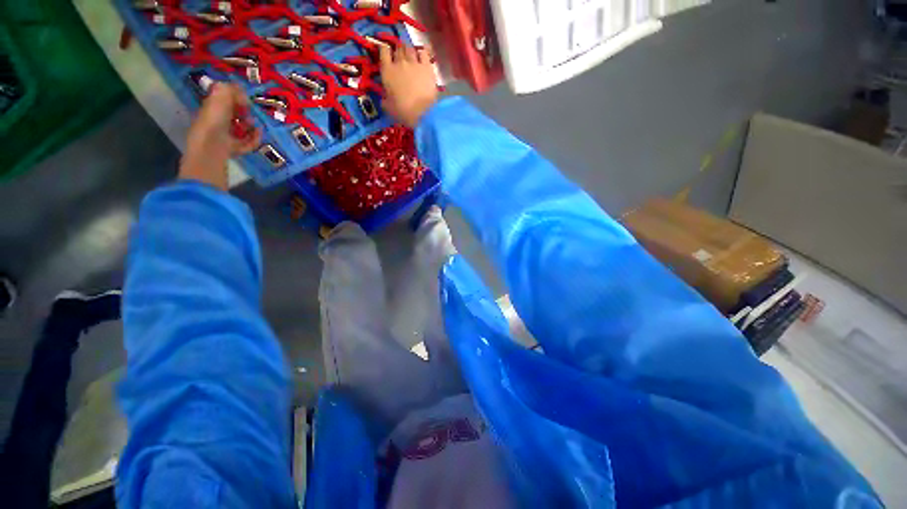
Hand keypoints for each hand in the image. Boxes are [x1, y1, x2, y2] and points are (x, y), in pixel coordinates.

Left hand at [179, 83, 260, 190]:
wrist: (212, 147)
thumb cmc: (214, 121)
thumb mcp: (219, 98)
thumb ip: (228, 90)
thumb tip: (239, 89)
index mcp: (210, 110)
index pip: (222, 102)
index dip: (234, 99)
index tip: (244, 99)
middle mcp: (216, 124)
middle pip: (232, 116)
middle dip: (243, 113)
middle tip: (250, 113)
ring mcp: (225, 138)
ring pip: (240, 130)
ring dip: (250, 127)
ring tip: (255, 125)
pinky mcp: (234, 149)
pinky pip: (246, 143)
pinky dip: (254, 139)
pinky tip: (259, 134)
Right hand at [379, 44, 437, 127]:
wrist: (423, 113)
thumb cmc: (403, 112)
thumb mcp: (388, 107)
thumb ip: (385, 98)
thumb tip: (384, 97)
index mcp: (387, 71)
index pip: (383, 51)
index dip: (385, 50)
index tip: (386, 53)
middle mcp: (399, 62)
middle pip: (398, 48)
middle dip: (399, 51)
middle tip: (401, 57)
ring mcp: (414, 62)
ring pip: (410, 48)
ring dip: (409, 51)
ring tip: (411, 56)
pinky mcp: (427, 66)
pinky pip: (423, 52)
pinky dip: (421, 53)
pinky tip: (422, 57)